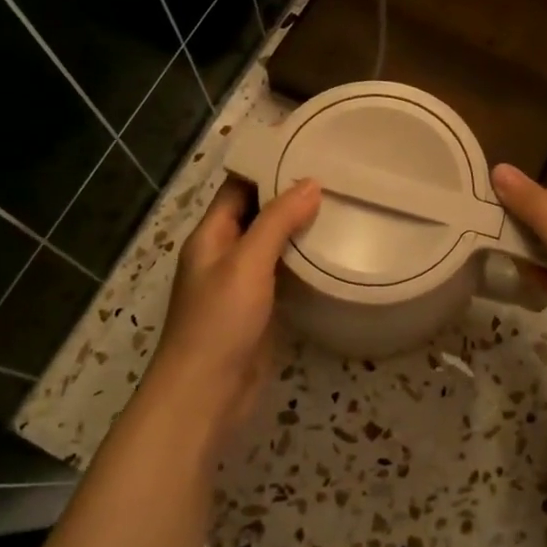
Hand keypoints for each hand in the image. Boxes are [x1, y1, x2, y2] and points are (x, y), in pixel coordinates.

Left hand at [144, 177, 320, 454]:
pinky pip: (281, 275)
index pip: (238, 188)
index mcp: (210, 236)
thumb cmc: (219, 322)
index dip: (267, 168)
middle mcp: (223, 254)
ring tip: (340, 208)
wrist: (206, 394)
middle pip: (256, 214)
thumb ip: (277, 221)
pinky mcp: (258, 310)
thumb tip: (311, 183)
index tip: (307, 152)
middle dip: (289, 197)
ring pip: (271, 245)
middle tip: (335, 179)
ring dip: (298, 230)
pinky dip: (302, 262)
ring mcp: (240, 284)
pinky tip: (331, 254)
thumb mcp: (247, 263)